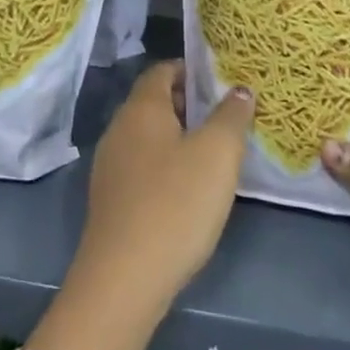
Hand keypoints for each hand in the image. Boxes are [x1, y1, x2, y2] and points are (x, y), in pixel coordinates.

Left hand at [71, 61, 254, 322]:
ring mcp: (110, 166)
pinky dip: (166, 165)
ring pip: (148, 136)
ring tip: (215, 152)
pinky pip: (142, 166)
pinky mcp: (111, 200)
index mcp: (141, 109)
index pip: (162, 70)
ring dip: (179, 137)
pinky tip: (189, 189)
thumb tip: (239, 90)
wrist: (123, 280)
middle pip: (154, 102)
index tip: (222, 80)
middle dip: (189, 104)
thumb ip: (231, 116)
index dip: (191, 69)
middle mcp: (119, 129)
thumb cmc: (175, 203)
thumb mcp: (217, 154)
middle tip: (227, 115)